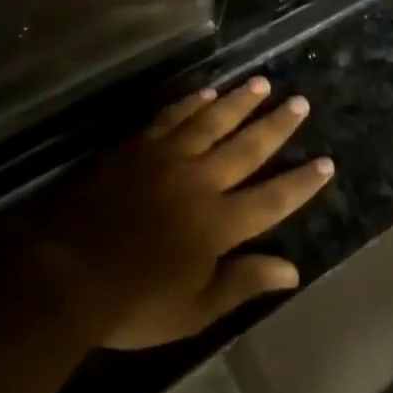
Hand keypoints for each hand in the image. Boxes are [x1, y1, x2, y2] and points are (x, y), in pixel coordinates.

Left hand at [32, 78, 333, 349]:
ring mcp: (167, 158)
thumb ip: (242, 283)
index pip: (271, 199)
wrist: (66, 272)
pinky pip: (172, 117)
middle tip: (300, 101)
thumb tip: (292, 270)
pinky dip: (192, 103)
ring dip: (239, 102)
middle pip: (247, 147)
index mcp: (218, 224)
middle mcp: (200, 181)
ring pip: (213, 121)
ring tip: (262, 83)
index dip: (300, 182)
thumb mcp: (194, 310)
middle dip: (277, 125)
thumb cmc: (133, 303)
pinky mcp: (138, 146)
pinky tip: (207, 92)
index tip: (326, 162)